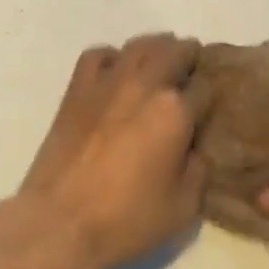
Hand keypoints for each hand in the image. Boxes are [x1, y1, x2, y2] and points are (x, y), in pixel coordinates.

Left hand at [12, 33, 206, 268]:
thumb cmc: (126, 220)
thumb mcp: (183, 208)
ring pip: (140, 45)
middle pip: (175, 51)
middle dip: (189, 56)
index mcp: (175, 111)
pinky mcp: (78, 88)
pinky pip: (98, 54)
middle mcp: (145, 84)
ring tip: (161, 59)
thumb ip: (199, 170)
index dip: (209, 97)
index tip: (207, 107)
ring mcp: (108, 81)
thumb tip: (195, 149)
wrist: (59, 223)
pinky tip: (116, 71)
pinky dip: (112, 57)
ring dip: (157, 47)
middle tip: (191, 68)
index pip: (204, 88)